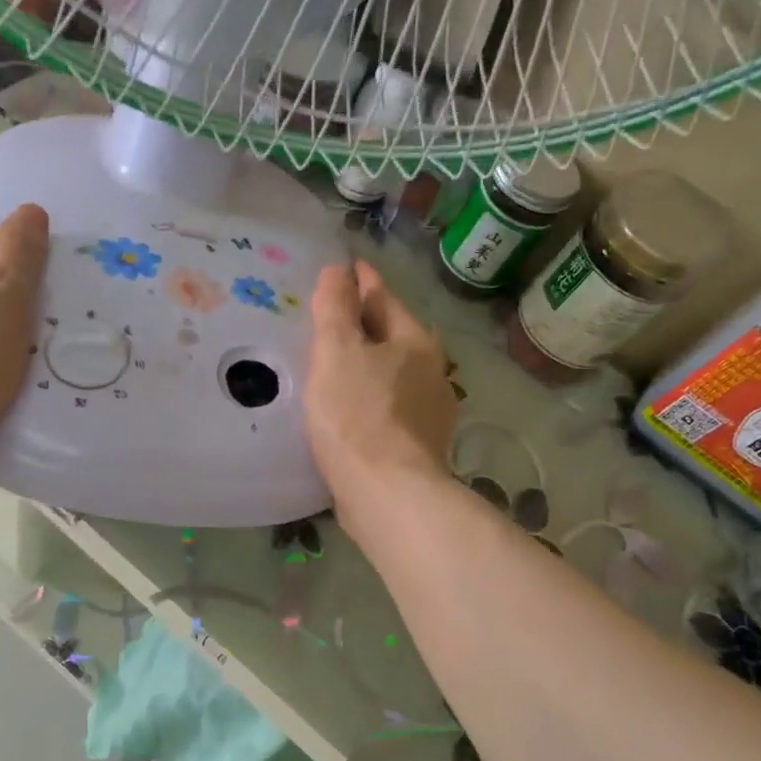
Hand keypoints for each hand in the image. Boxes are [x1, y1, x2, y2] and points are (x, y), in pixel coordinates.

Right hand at [305, 260, 456, 539]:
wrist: (387, 493)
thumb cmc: (358, 414)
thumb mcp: (338, 351)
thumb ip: (336, 308)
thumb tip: (339, 270)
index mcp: (415, 341)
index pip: (384, 297)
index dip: (361, 280)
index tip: (345, 267)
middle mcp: (430, 371)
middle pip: (391, 335)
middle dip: (364, 323)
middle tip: (329, 316)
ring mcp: (428, 412)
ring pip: (390, 373)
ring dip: (365, 364)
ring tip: (333, 362)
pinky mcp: (416, 446)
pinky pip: (386, 406)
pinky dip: (367, 396)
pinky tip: (346, 407)